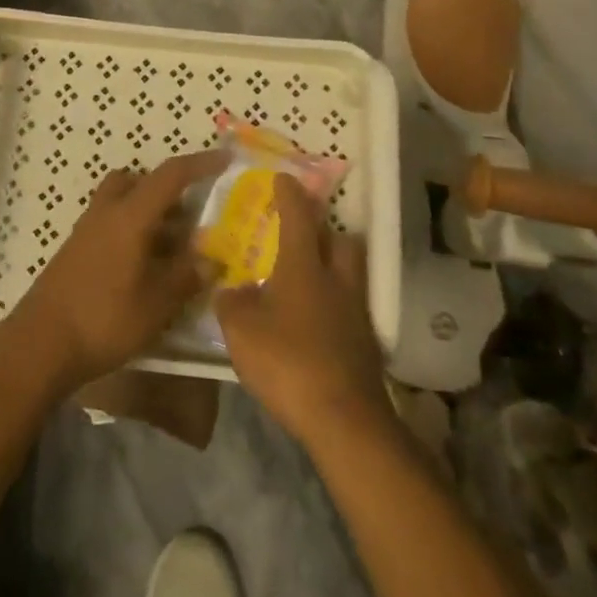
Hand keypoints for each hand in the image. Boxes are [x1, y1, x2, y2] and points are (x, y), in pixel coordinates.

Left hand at [8, 150, 222, 392]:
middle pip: (140, 180)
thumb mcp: (156, 304)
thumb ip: (186, 277)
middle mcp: (108, 211)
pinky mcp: (77, 249)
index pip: (171, 175)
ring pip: (123, 200)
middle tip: (192, 215)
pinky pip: (111, 222)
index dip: (200, 164)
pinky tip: (145, 267)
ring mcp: (87, 229)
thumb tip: (212, 260)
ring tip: (173, 247)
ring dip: (149, 211)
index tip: (224, 160)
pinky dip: (132, 231)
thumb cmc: (104, 318)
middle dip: (168, 190)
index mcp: (131, 215)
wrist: (40, 344)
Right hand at [216, 173, 391, 452]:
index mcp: (304, 264)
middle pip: (339, 238)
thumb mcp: (241, 331)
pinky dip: (335, 305)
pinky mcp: (366, 342)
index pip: (298, 214)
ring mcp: (356, 310)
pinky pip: (350, 306)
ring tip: (308, 278)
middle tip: (302, 233)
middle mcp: (336, 278)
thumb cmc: (288, 362)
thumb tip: (229, 289)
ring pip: (349, 272)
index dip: (289, 193)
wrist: (344, 419)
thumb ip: (231, 303)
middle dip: (323, 229)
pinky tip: (316, 322)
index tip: (282, 178)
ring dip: (333, 266)